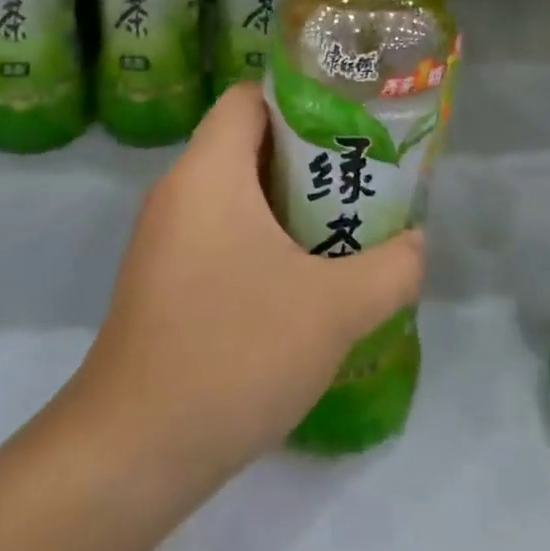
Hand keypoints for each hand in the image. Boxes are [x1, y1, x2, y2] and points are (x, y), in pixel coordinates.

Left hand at [67, 83, 425, 493]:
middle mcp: (179, 193)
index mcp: (208, 172)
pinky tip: (305, 281)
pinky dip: (265, 240)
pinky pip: (222, 234)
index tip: (352, 123)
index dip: (302, 98)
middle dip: (311, 156)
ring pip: (238, 194)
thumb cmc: (234, 352)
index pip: (249, 97)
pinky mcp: (165, 282)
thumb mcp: (335, 308)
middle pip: (249, 143)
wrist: (133, 453)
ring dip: (292, 204)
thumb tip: (416, 244)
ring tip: (347, 227)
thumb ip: (392, 268)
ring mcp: (166, 240)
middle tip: (364, 178)